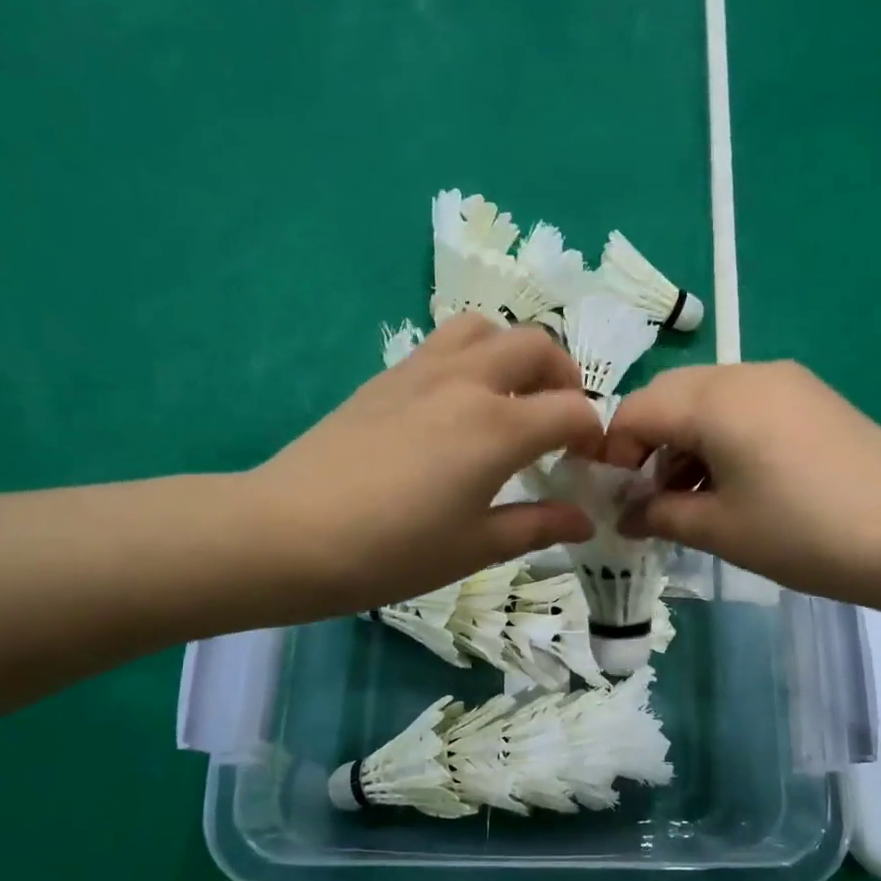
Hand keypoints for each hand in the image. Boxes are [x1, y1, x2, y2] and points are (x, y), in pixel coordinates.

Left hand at [256, 315, 601, 610]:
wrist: (288, 534)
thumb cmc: (391, 552)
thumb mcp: (474, 548)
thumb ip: (537, 526)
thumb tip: (583, 520)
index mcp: (498, 427)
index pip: (572, 409)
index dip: (593, 434)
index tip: (588, 464)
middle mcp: (467, 381)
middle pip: (537, 346)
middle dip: (563, 378)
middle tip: (558, 422)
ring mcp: (422, 371)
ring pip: (486, 328)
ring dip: (513, 354)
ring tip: (511, 398)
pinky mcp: (387, 377)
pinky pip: (443, 343)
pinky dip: (471, 358)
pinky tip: (457, 407)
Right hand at [603, 362, 880, 610]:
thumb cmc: (806, 534)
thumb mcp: (721, 530)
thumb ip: (660, 514)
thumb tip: (627, 513)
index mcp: (715, 399)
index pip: (636, 410)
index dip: (612, 453)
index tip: (611, 497)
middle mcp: (746, 373)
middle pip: (670, 396)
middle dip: (647, 444)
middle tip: (648, 498)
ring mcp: (786, 381)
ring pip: (708, 400)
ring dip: (684, 442)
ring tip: (690, 498)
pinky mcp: (813, 397)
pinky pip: (745, 406)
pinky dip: (721, 437)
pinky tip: (733, 483)